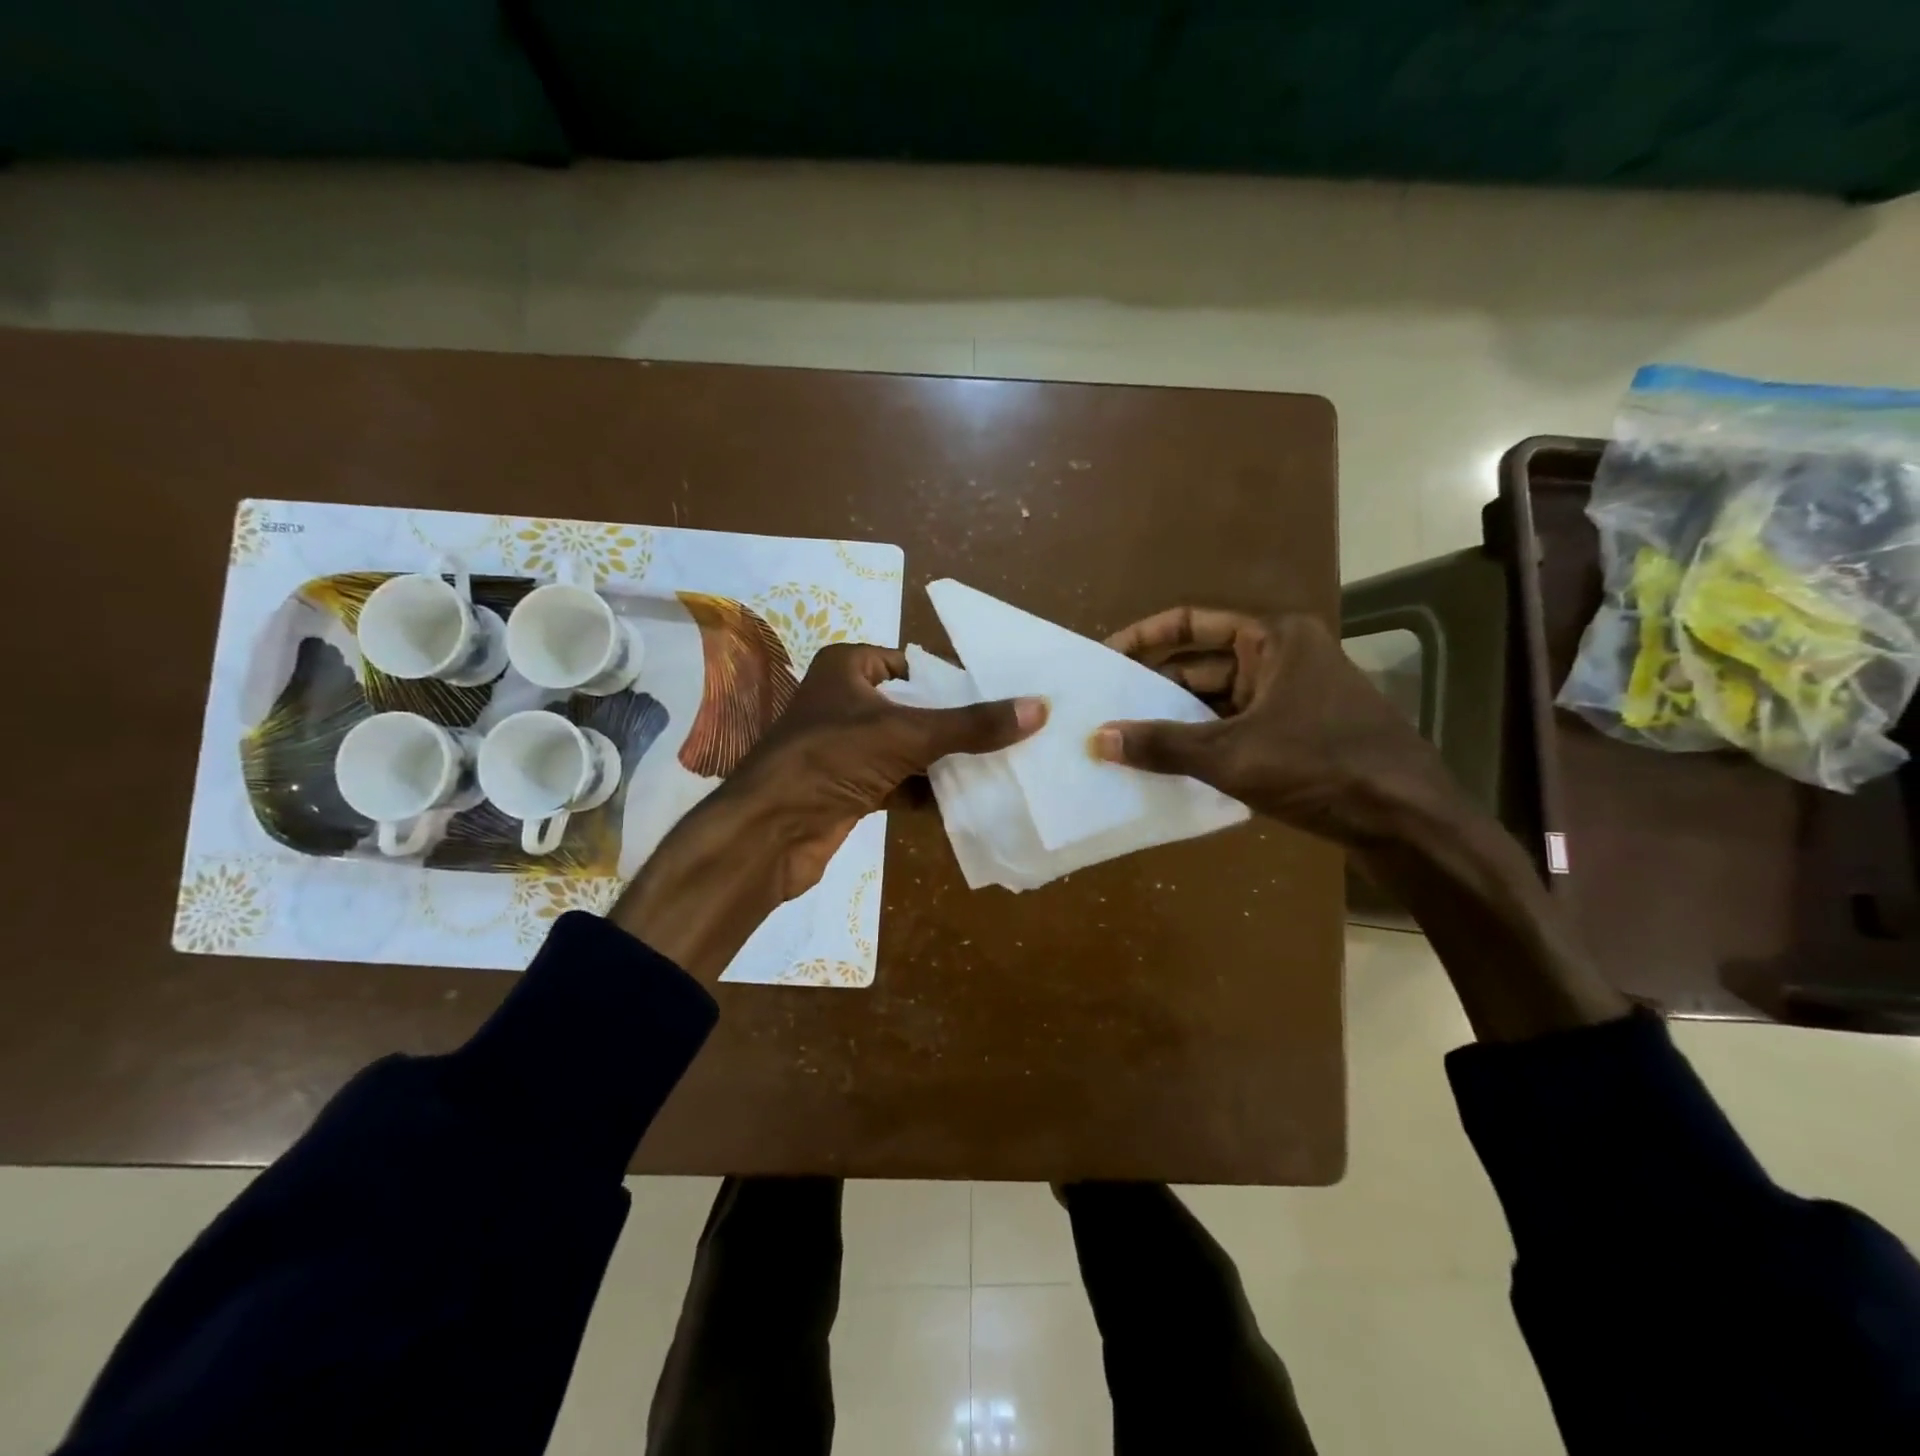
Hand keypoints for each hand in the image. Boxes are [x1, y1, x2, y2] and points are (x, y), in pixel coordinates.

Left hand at [613, 643, 1045, 980]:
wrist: (768, 832)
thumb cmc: (830, 759)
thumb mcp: (906, 733)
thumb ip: (971, 725)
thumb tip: (1038, 709)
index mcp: (846, 668)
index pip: (910, 663)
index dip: (950, 678)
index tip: (996, 695)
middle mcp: (843, 702)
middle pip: (913, 708)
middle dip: (955, 724)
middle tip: (1007, 732)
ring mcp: (844, 749)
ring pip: (907, 748)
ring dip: (945, 761)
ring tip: (998, 764)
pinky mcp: (848, 789)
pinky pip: (898, 783)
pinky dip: (927, 791)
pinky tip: (967, 800)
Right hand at [1091, 607, 1456, 850]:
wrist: (1407, 821)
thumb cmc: (1321, 765)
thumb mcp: (1233, 755)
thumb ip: (1163, 745)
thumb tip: (1097, 739)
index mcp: (1273, 639)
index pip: (1191, 623)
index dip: (1144, 638)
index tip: (1104, 658)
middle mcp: (1282, 658)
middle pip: (1201, 664)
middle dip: (1155, 688)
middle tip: (1106, 709)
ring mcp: (1291, 697)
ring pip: (1216, 701)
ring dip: (1176, 720)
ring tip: (1125, 739)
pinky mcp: (1296, 733)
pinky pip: (1235, 728)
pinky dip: (1203, 742)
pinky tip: (1167, 765)